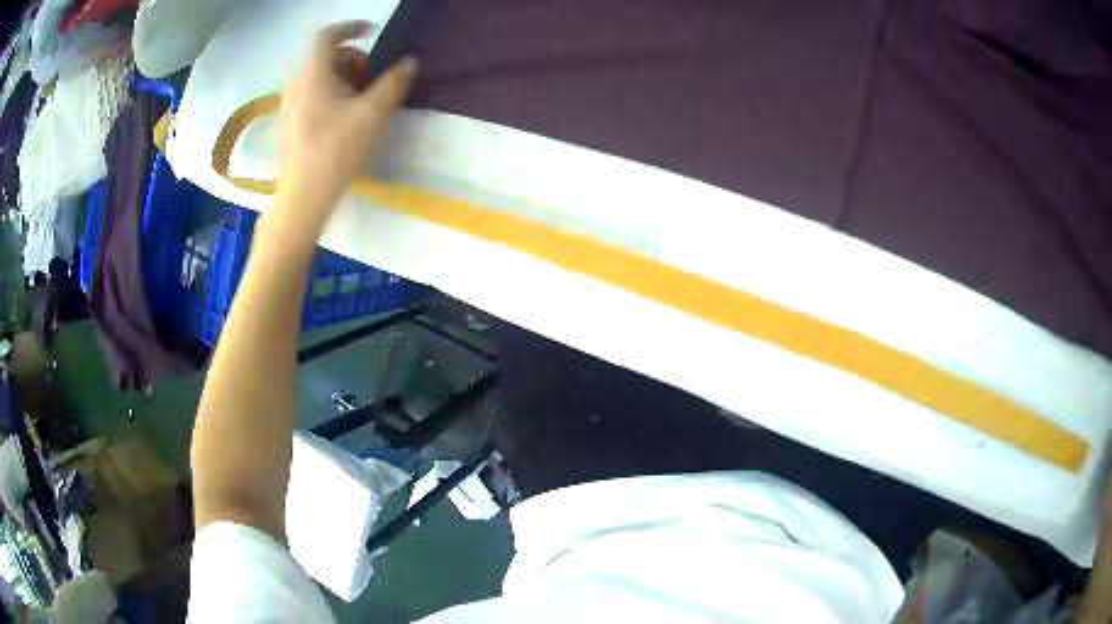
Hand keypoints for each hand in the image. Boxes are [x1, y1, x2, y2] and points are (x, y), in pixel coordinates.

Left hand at [274, 21, 417, 232]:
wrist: (301, 200)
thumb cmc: (335, 153)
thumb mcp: (371, 115)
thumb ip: (393, 84)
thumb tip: (410, 62)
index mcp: (312, 76)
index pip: (328, 36)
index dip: (352, 27)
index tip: (373, 33)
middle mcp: (296, 85)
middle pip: (324, 57)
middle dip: (353, 58)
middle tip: (373, 77)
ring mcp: (289, 105)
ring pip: (317, 77)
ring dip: (343, 77)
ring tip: (362, 100)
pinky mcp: (289, 124)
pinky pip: (311, 94)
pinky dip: (331, 92)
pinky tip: (344, 118)